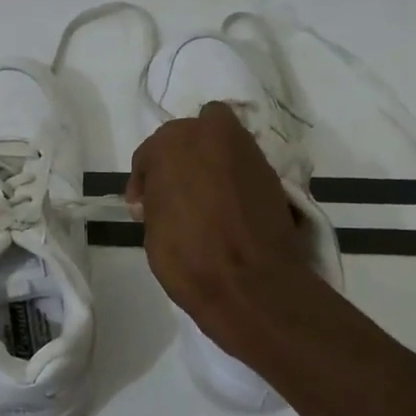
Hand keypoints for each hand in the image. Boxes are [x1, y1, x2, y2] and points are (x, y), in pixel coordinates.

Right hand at [127, 102, 316, 362]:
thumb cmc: (187, 256)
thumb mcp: (152, 225)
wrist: (249, 282)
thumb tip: (164, 197)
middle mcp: (210, 133)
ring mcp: (246, 149)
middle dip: (179, 162)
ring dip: (209, 161)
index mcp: (171, 143)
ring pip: (219, 142)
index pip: (149, 154)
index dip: (144, 182)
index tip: (144, 208)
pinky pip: (241, 164)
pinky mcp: (271, 170)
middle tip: (175, 197)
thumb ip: (156, 198)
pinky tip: (227, 205)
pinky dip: (232, 176)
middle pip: (187, 137)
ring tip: (204, 199)